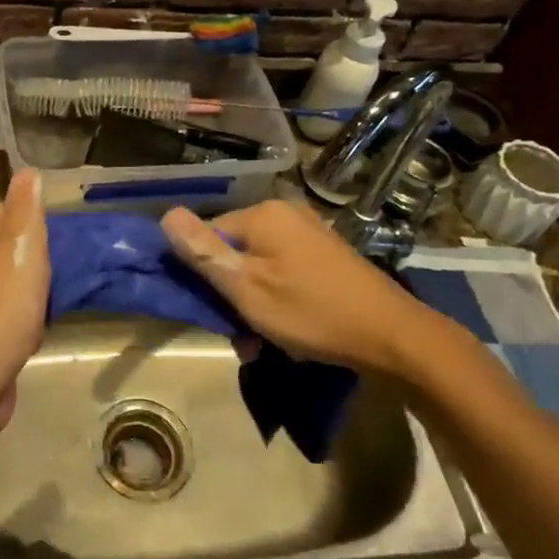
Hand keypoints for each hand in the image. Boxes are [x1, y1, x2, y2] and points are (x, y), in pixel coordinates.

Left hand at [0, 169, 48, 450]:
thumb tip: (28, 172)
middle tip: (61, 276)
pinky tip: (37, 328)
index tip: (60, 248)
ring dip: (34, 291)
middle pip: (11, 246)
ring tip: (53, 303)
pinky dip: (22, 317)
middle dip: (38, 261)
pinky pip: (4, 309)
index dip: (39, 228)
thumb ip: (26, 209)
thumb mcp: (21, 249)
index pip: (10, 211)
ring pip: (10, 279)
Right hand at [160, 200, 468, 380]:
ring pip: (258, 268)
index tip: (208, 312)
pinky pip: (283, 273)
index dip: (200, 274)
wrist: (392, 336)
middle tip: (238, 336)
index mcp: (263, 214)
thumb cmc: (311, 312)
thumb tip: (166, 215)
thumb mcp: (247, 289)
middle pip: (233, 252)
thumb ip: (204, 253)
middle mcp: (285, 214)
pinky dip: (277, 300)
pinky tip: (285, 333)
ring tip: (260, 343)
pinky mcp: (326, 256)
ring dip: (252, 305)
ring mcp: (309, 234)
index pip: (207, 236)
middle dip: (229, 295)